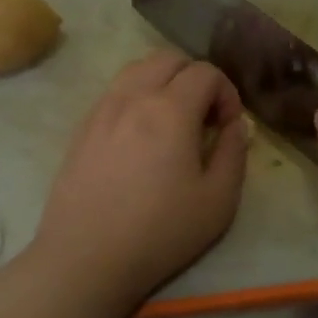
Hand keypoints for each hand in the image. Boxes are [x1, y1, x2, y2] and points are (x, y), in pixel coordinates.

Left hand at [32, 51, 249, 315]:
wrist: (86, 259)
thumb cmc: (159, 232)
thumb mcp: (218, 201)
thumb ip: (233, 152)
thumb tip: (235, 125)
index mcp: (170, 110)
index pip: (205, 72)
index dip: (226, 92)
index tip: (228, 127)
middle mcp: (133, 97)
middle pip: (169, 59)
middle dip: (195, 78)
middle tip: (204, 118)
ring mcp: (101, 110)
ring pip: (137, 70)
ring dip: (163, 82)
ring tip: (172, 121)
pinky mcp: (82, 128)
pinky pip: (114, 92)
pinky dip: (136, 97)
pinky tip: (140, 136)